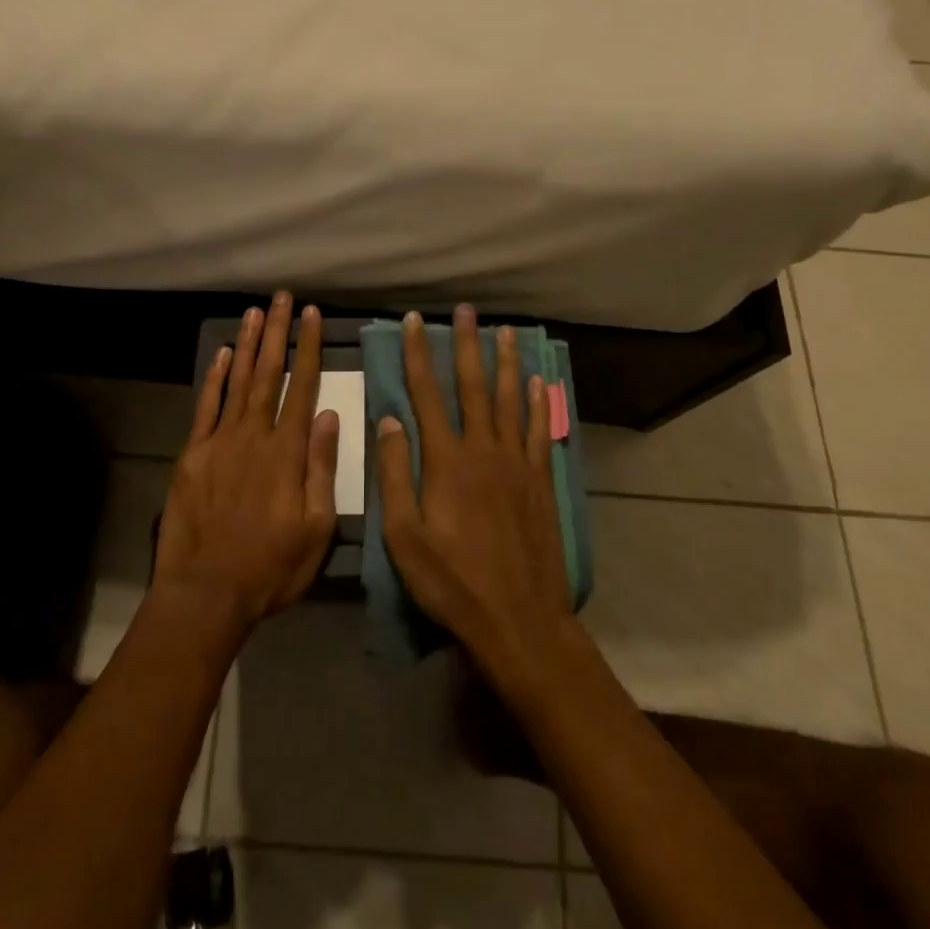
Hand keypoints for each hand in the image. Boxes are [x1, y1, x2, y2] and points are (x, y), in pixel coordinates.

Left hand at [154, 292, 339, 637]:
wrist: (206, 593)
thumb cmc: (271, 567)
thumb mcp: (316, 528)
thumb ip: (322, 468)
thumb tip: (329, 415)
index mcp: (287, 452)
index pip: (302, 387)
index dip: (309, 348)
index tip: (313, 316)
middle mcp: (254, 436)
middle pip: (268, 373)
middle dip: (278, 332)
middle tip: (283, 298)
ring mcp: (220, 442)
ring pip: (238, 381)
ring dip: (249, 344)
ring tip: (257, 312)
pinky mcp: (193, 454)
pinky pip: (206, 407)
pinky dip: (215, 378)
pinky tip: (223, 354)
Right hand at [376, 305, 574, 678]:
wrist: (518, 619)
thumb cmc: (452, 580)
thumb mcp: (404, 536)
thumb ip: (395, 474)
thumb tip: (389, 420)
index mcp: (446, 460)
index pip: (427, 395)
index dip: (419, 355)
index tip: (415, 322)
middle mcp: (482, 449)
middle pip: (473, 386)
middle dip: (467, 345)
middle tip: (466, 310)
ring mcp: (516, 463)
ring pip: (510, 400)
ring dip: (506, 363)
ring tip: (505, 331)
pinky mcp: (540, 480)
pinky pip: (539, 431)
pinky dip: (538, 404)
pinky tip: (538, 383)